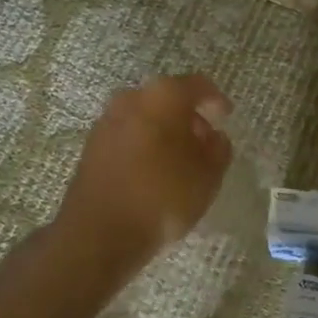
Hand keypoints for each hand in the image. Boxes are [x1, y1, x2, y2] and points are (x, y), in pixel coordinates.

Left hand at [57, 74, 233, 274]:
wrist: (100, 231)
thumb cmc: (163, 196)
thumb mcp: (208, 176)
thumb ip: (218, 149)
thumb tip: (213, 137)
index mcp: (163, 96)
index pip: (198, 86)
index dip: (215, 101)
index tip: (226, 117)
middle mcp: (131, 98)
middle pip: (167, 99)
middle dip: (188, 117)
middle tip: (204, 142)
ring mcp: (106, 121)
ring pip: (145, 117)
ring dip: (164, 132)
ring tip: (180, 161)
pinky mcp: (91, 146)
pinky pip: (128, 136)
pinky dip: (144, 146)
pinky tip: (154, 172)